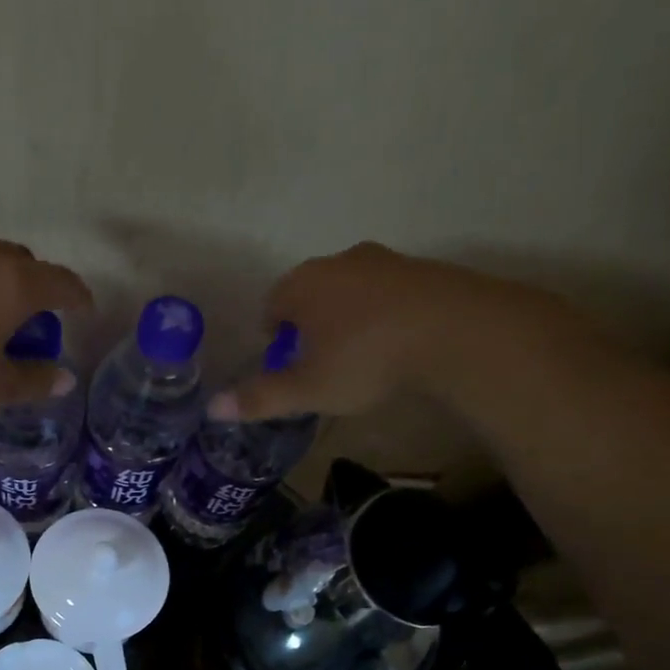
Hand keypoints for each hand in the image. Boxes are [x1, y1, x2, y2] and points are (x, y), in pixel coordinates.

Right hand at [206, 243, 557, 421]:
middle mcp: (338, 262)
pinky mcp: (424, 269)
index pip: (271, 306)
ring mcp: (384, 261)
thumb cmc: (365, 359)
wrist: (457, 332)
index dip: (273, 338)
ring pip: (350, 291)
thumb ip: (260, 397)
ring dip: (347, 318)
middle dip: (309, 326)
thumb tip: (212, 408)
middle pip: (310, 294)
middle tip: (320, 365)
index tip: (286, 366)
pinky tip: (397, 345)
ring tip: (360, 357)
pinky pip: (388, 294)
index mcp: (302, 285)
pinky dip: (384, 315)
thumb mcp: (307, 389)